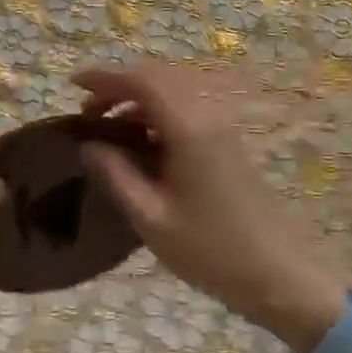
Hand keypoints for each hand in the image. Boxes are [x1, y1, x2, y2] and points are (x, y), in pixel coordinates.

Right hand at [74, 63, 351, 352]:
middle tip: (87, 111)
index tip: (73, 84)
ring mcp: (222, 127)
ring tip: (107, 127)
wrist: (279, 274)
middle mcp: (208, 115)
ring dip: (138, 98)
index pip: (141, 81)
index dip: (104, 78)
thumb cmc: (210, 250)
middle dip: (119, 86)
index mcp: (189, 128)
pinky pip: (186, 109)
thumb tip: (88, 144)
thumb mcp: (150, 217)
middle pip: (158, 78)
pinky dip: (156, 112)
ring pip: (173, 91)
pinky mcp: (228, 142)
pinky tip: (140, 142)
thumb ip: (115, 174)